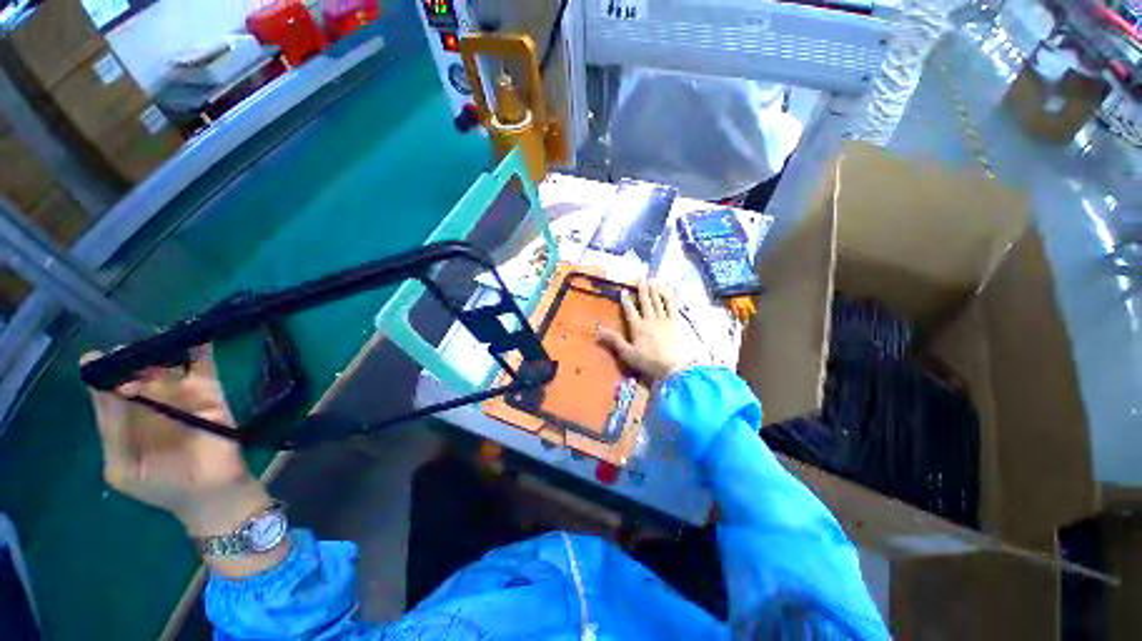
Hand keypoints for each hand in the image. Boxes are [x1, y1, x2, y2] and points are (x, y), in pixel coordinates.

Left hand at [82, 348, 266, 536]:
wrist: (212, 493)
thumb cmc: (161, 487)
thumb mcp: (122, 466)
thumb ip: (112, 428)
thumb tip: (112, 385)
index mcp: (121, 417)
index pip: (107, 386)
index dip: (104, 372)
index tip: (106, 362)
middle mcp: (147, 401)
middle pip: (135, 369)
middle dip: (132, 357)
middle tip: (135, 355)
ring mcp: (179, 394)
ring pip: (167, 362)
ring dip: (161, 347)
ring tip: (158, 339)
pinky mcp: (209, 392)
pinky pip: (203, 365)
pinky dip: (199, 347)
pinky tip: (193, 332)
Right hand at [596, 279, 696, 379]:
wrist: (674, 367)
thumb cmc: (649, 362)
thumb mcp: (628, 354)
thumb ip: (614, 340)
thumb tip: (598, 329)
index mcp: (638, 327)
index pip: (630, 310)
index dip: (626, 300)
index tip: (624, 290)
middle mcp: (651, 319)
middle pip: (645, 302)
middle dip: (642, 289)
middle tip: (641, 278)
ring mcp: (665, 319)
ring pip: (658, 301)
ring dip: (655, 290)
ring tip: (653, 280)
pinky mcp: (677, 322)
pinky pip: (673, 306)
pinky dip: (670, 297)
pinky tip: (669, 291)